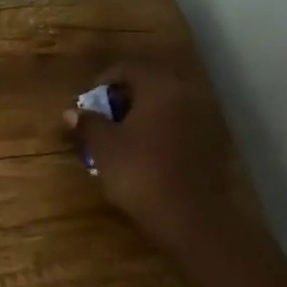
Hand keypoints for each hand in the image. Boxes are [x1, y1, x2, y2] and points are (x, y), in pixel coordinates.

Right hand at [64, 57, 242, 257]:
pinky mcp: (214, 144)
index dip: (104, 80)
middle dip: (127, 94)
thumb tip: (71, 113)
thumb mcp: (104, 147)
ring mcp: (205, 118)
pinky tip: (149, 151)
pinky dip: (164, 129)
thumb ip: (88, 124)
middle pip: (152, 82)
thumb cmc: (141, 173)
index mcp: (159, 86)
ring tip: (125, 134)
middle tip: (106, 114)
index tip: (89, 101)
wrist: (192, 218)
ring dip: (146, 112)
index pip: (129, 67)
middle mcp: (186, 93)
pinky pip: (183, 123)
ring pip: (169, 103)